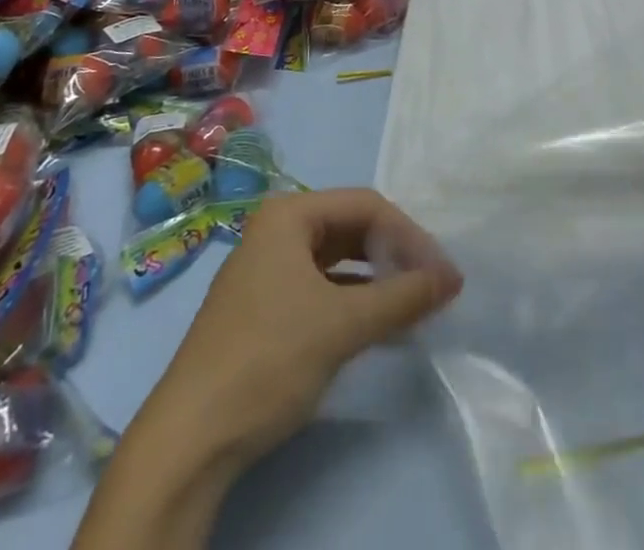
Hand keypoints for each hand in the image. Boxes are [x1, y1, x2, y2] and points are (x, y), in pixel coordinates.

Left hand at [158, 187, 463, 464]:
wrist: (190, 439)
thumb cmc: (269, 359)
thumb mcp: (343, 325)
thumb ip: (402, 297)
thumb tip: (452, 277)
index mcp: (289, 214)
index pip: (366, 205)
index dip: (410, 235)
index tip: (442, 272)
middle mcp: (277, 229)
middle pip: (351, 227)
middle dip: (394, 254)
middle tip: (432, 286)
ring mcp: (267, 267)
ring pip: (338, 259)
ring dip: (377, 279)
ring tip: (413, 305)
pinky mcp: (264, 305)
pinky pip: (321, 286)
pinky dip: (353, 300)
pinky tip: (379, 325)